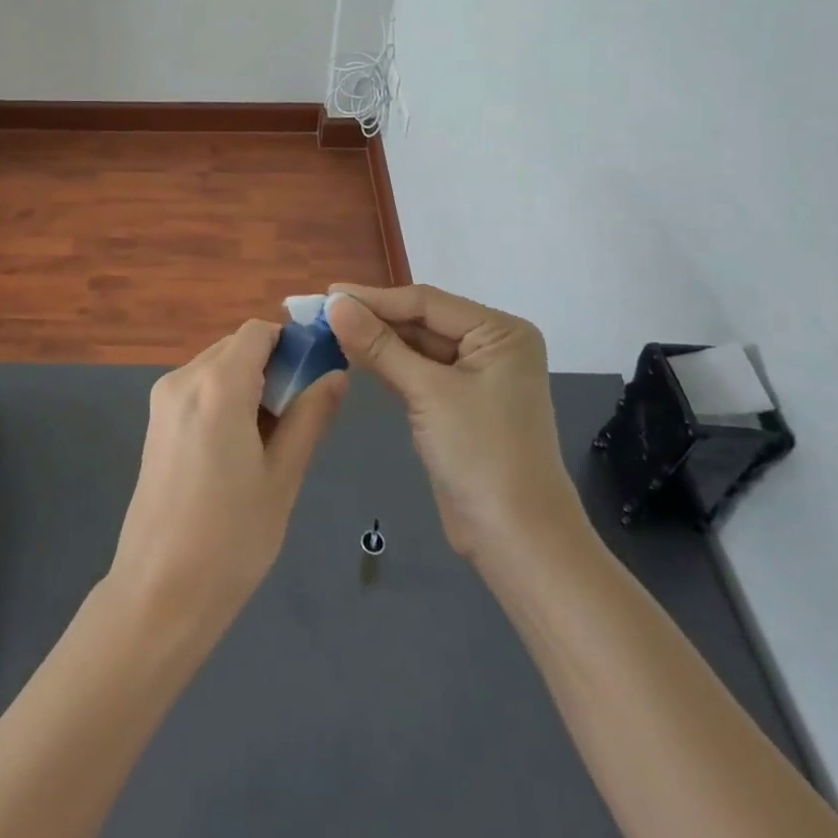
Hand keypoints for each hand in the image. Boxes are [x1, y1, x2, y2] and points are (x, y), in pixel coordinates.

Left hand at [106, 320, 347, 643]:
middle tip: (298, 417)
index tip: (316, 377)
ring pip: (216, 366)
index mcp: (217, 384)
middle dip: (272, 366)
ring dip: (248, 383)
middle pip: (236, 346)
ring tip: (269, 440)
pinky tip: (237, 448)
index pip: (258, 332)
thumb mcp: (282, 476)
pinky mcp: (154, 421)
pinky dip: (224, 398)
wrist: (158, 592)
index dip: (291, 344)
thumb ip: (310, 417)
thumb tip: (337, 374)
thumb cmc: (231, 538)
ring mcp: (163, 399)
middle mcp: (184, 378)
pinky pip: (198, 388)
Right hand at [327, 284, 583, 562]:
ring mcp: (475, 377)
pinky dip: (386, 365)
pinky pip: (416, 372)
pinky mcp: (457, 405)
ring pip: (415, 347)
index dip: (375, 298)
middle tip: (320, 313)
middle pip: (421, 321)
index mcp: (500, 332)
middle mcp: (491, 346)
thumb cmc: (480, 454)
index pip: (426, 302)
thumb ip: (378, 345)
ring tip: (327, 330)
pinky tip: (352, 356)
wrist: (516, 542)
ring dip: (375, 341)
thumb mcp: (427, 392)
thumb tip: (334, 304)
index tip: (327, 295)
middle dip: (373, 318)